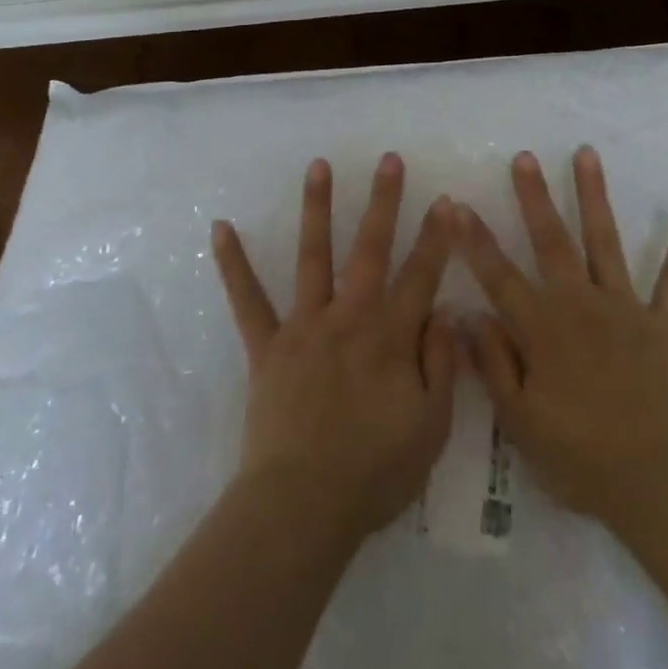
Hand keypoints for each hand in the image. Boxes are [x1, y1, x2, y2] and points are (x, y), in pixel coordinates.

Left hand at [212, 153, 457, 546]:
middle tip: (389, 160)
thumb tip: (444, 312)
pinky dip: (233, 264)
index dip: (437, 238)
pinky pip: (247, 300)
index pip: (422, 276)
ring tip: (319, 166)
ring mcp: (304, 327)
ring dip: (317, 208)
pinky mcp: (267, 347)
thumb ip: (441, 364)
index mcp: (390, 337)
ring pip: (312, 256)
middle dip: (383, 202)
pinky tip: (220, 228)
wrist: (301, 508)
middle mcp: (348, 318)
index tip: (446, 201)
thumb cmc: (373, 473)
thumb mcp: (431, 427)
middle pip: (370, 250)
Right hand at [455, 146, 667, 533]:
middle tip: (524, 157)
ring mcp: (624, 308)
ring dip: (594, 195)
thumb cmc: (582, 458)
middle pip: (551, 241)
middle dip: (534, 197)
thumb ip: (493, 365)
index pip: (498, 275)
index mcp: (543, 329)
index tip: (454, 205)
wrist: (660, 483)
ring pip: (604, 240)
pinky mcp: (663, 322)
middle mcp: (580, 304)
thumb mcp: (521, 423)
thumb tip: (469, 314)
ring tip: (586, 154)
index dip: (474, 240)